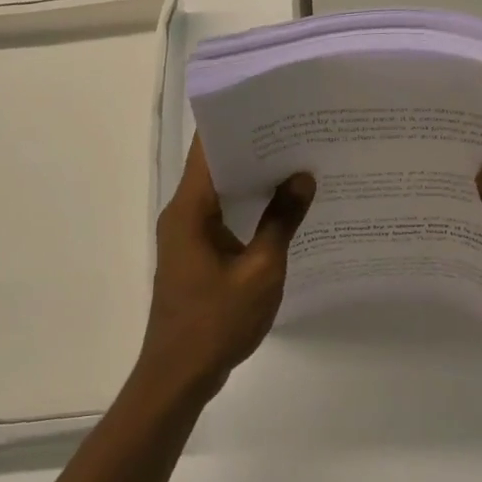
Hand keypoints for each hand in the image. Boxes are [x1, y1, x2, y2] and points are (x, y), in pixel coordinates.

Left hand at [138, 136, 314, 400]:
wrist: (178, 377)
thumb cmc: (216, 322)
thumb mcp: (261, 271)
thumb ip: (281, 220)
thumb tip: (302, 176)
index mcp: (190, 208)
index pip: (208, 148)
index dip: (237, 122)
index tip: (271, 104)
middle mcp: (182, 212)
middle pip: (215, 165)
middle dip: (252, 146)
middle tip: (296, 128)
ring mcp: (187, 234)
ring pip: (219, 190)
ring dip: (251, 176)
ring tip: (295, 158)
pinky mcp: (195, 252)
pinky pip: (221, 214)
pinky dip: (246, 204)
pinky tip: (280, 205)